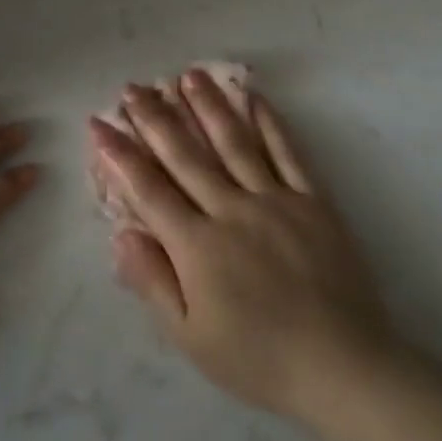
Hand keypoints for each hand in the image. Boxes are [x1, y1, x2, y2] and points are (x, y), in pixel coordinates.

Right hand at [89, 70, 397, 422]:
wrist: (341, 365)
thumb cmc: (258, 359)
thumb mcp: (191, 337)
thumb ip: (154, 281)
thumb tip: (121, 234)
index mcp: (198, 245)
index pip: (149, 190)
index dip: (121, 155)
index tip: (100, 123)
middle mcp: (232, 210)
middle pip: (187, 156)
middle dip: (156, 119)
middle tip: (135, 87)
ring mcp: (275, 199)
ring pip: (234, 142)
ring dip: (208, 106)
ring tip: (188, 75)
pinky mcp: (313, 200)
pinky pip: (287, 152)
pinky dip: (269, 123)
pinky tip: (254, 97)